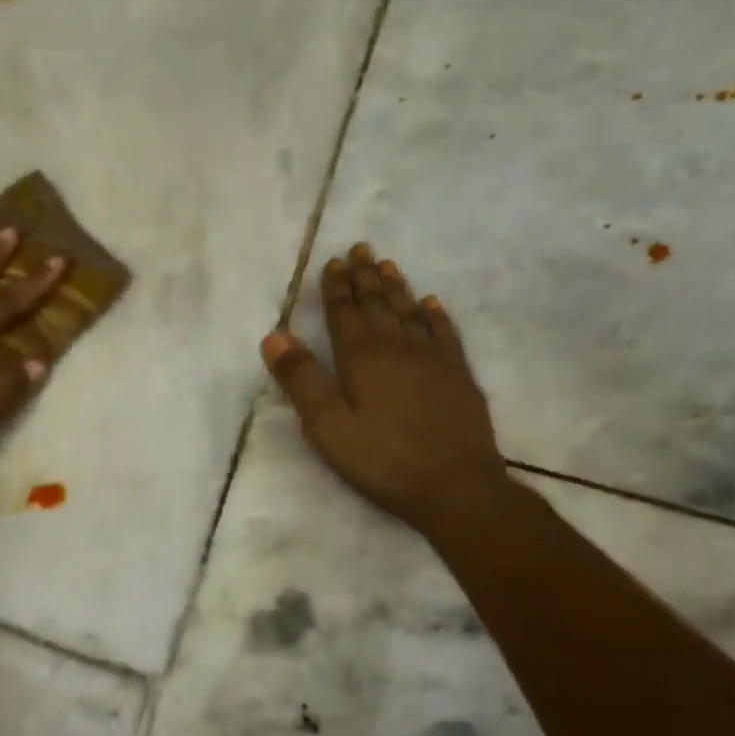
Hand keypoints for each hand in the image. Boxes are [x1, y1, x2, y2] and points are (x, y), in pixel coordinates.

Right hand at [261, 243, 509, 533]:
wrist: (455, 486)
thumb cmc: (382, 460)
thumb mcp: (328, 426)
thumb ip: (301, 379)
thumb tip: (274, 336)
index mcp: (363, 358)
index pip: (345, 313)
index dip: (337, 287)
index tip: (333, 262)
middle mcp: (399, 348)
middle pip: (379, 305)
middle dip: (366, 277)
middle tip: (361, 249)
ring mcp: (434, 360)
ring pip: (412, 313)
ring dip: (397, 288)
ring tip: (388, 265)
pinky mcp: (459, 377)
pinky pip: (446, 334)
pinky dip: (436, 315)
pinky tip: (432, 304)